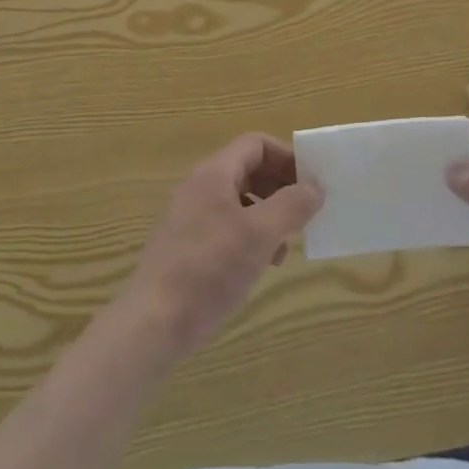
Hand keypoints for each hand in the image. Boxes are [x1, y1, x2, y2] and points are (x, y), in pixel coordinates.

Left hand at [117, 133, 322, 360]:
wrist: (152, 324)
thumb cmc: (209, 270)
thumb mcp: (260, 235)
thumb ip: (292, 205)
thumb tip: (315, 186)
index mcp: (214, 173)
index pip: (256, 144)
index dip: (287, 158)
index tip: (311, 185)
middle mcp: (199, 187)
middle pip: (248, 170)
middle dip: (280, 188)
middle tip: (304, 215)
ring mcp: (189, 217)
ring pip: (239, 201)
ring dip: (267, 215)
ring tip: (285, 247)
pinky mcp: (185, 246)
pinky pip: (225, 226)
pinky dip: (249, 236)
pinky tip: (260, 265)